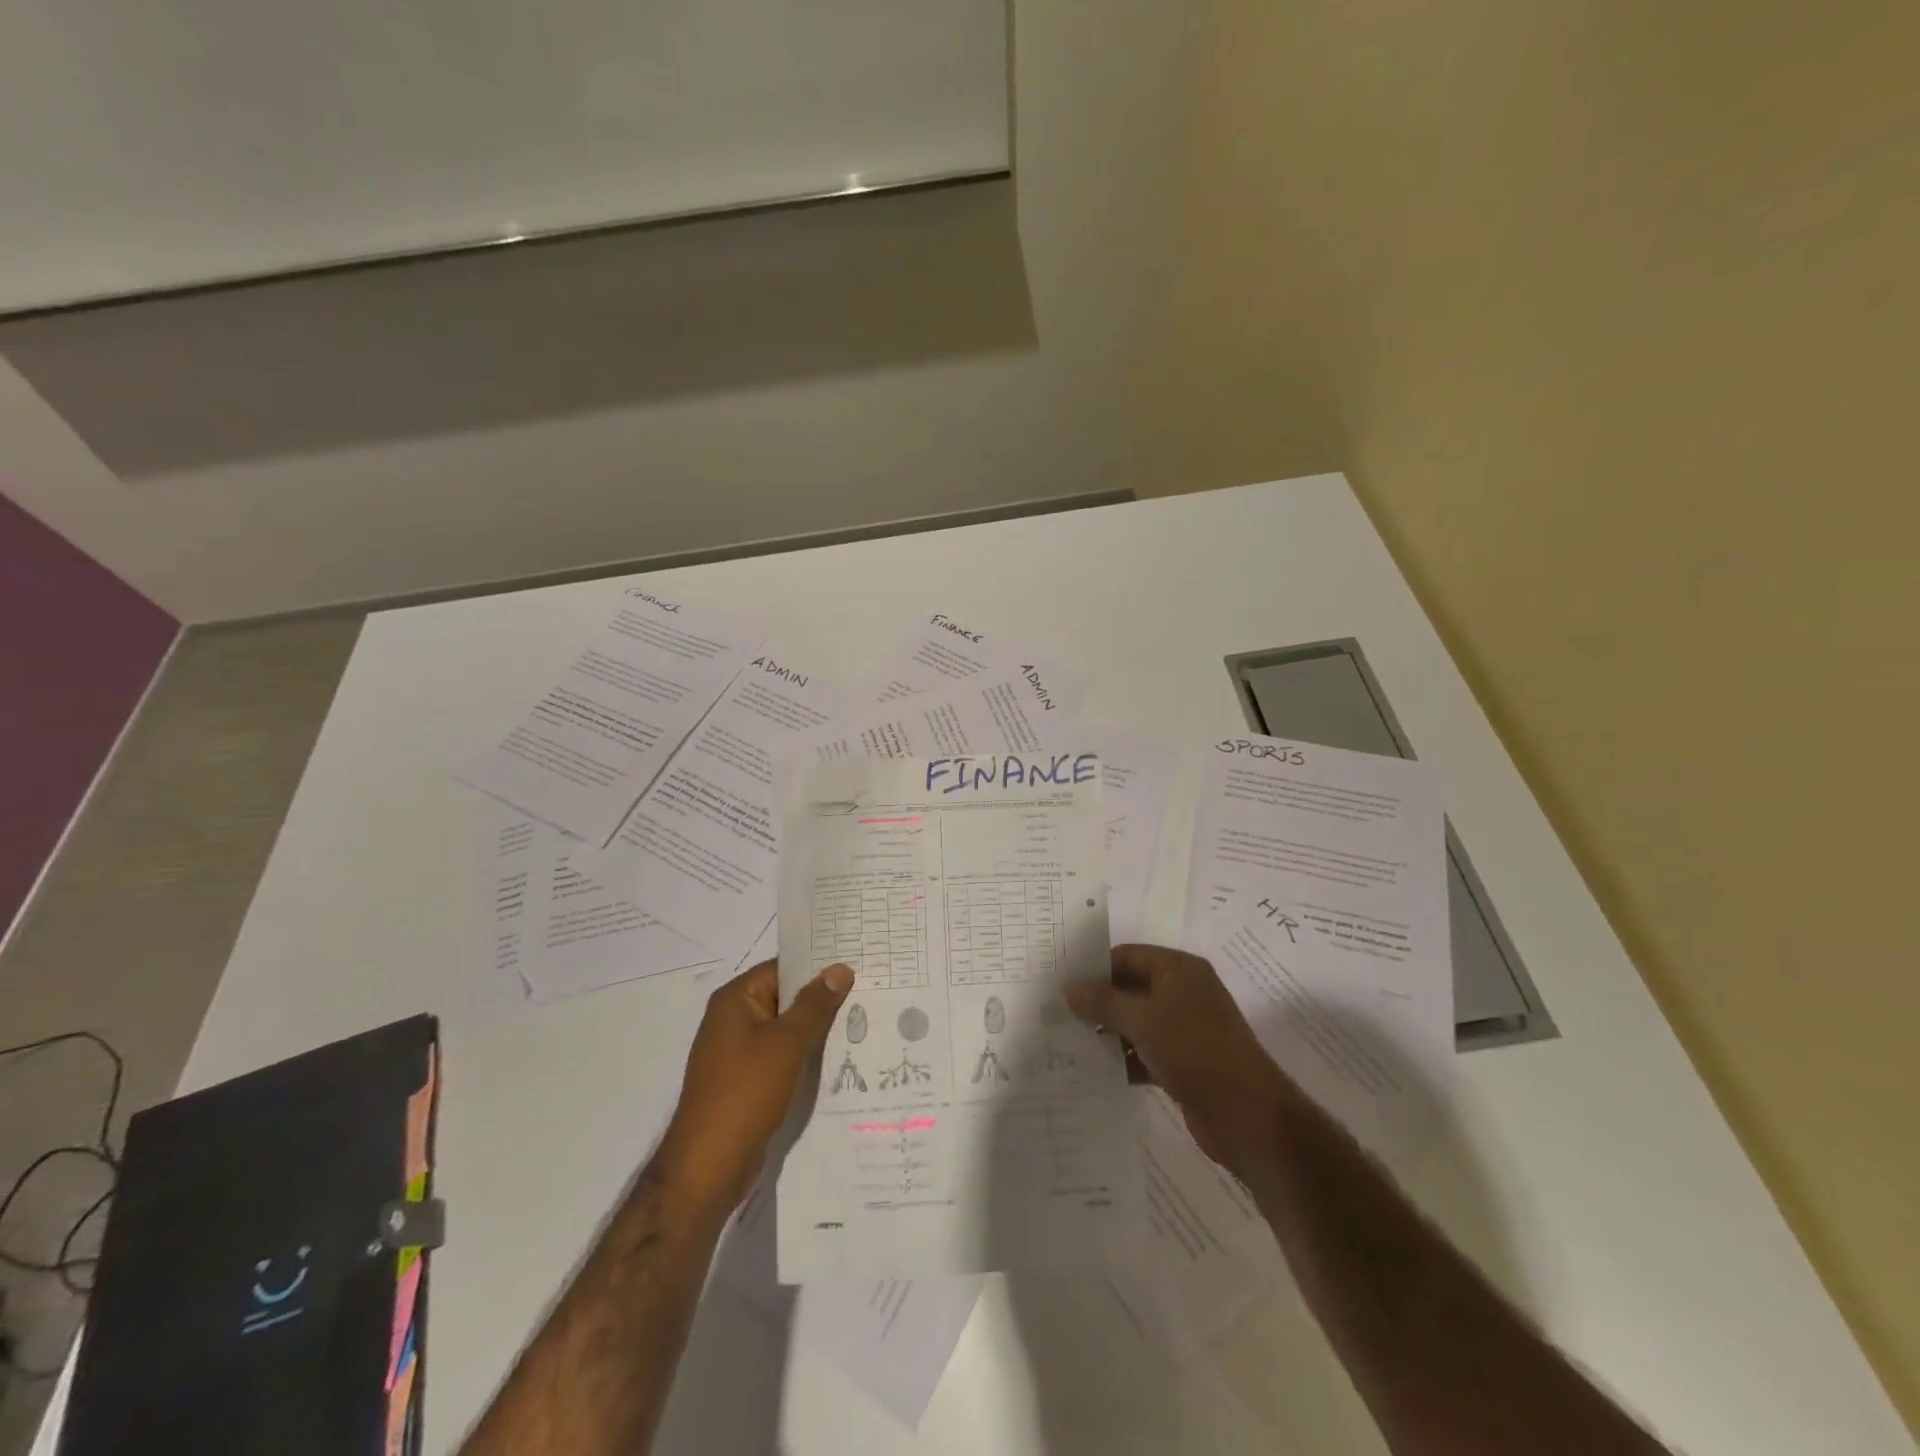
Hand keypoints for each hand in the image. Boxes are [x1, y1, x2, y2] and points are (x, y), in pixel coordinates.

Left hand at [660, 959, 852, 1209]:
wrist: (709, 1166)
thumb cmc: (746, 1092)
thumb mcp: (787, 1043)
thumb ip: (815, 1004)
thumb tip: (839, 968)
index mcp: (735, 999)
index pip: (782, 968)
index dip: (818, 965)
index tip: (856, 962)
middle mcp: (732, 1019)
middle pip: (785, 996)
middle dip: (822, 997)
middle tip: (868, 990)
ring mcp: (737, 1051)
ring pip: (785, 1028)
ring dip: (816, 1028)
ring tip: (861, 1020)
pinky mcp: (745, 1080)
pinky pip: (780, 1054)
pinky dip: (804, 1053)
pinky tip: (836, 1057)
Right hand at [1065, 944, 1295, 1172]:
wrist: (1247, 1115)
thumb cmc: (1195, 1050)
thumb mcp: (1143, 1020)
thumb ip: (1103, 1002)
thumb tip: (1068, 987)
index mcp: (1179, 970)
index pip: (1128, 956)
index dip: (1095, 967)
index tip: (1060, 982)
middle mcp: (1184, 993)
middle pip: (1131, 988)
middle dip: (1098, 1001)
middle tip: (1057, 1012)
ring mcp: (1185, 1029)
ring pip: (1136, 1022)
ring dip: (1108, 1033)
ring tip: (1068, 1041)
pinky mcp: (1184, 1063)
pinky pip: (1145, 1051)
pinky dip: (1124, 1059)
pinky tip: (1095, 1070)